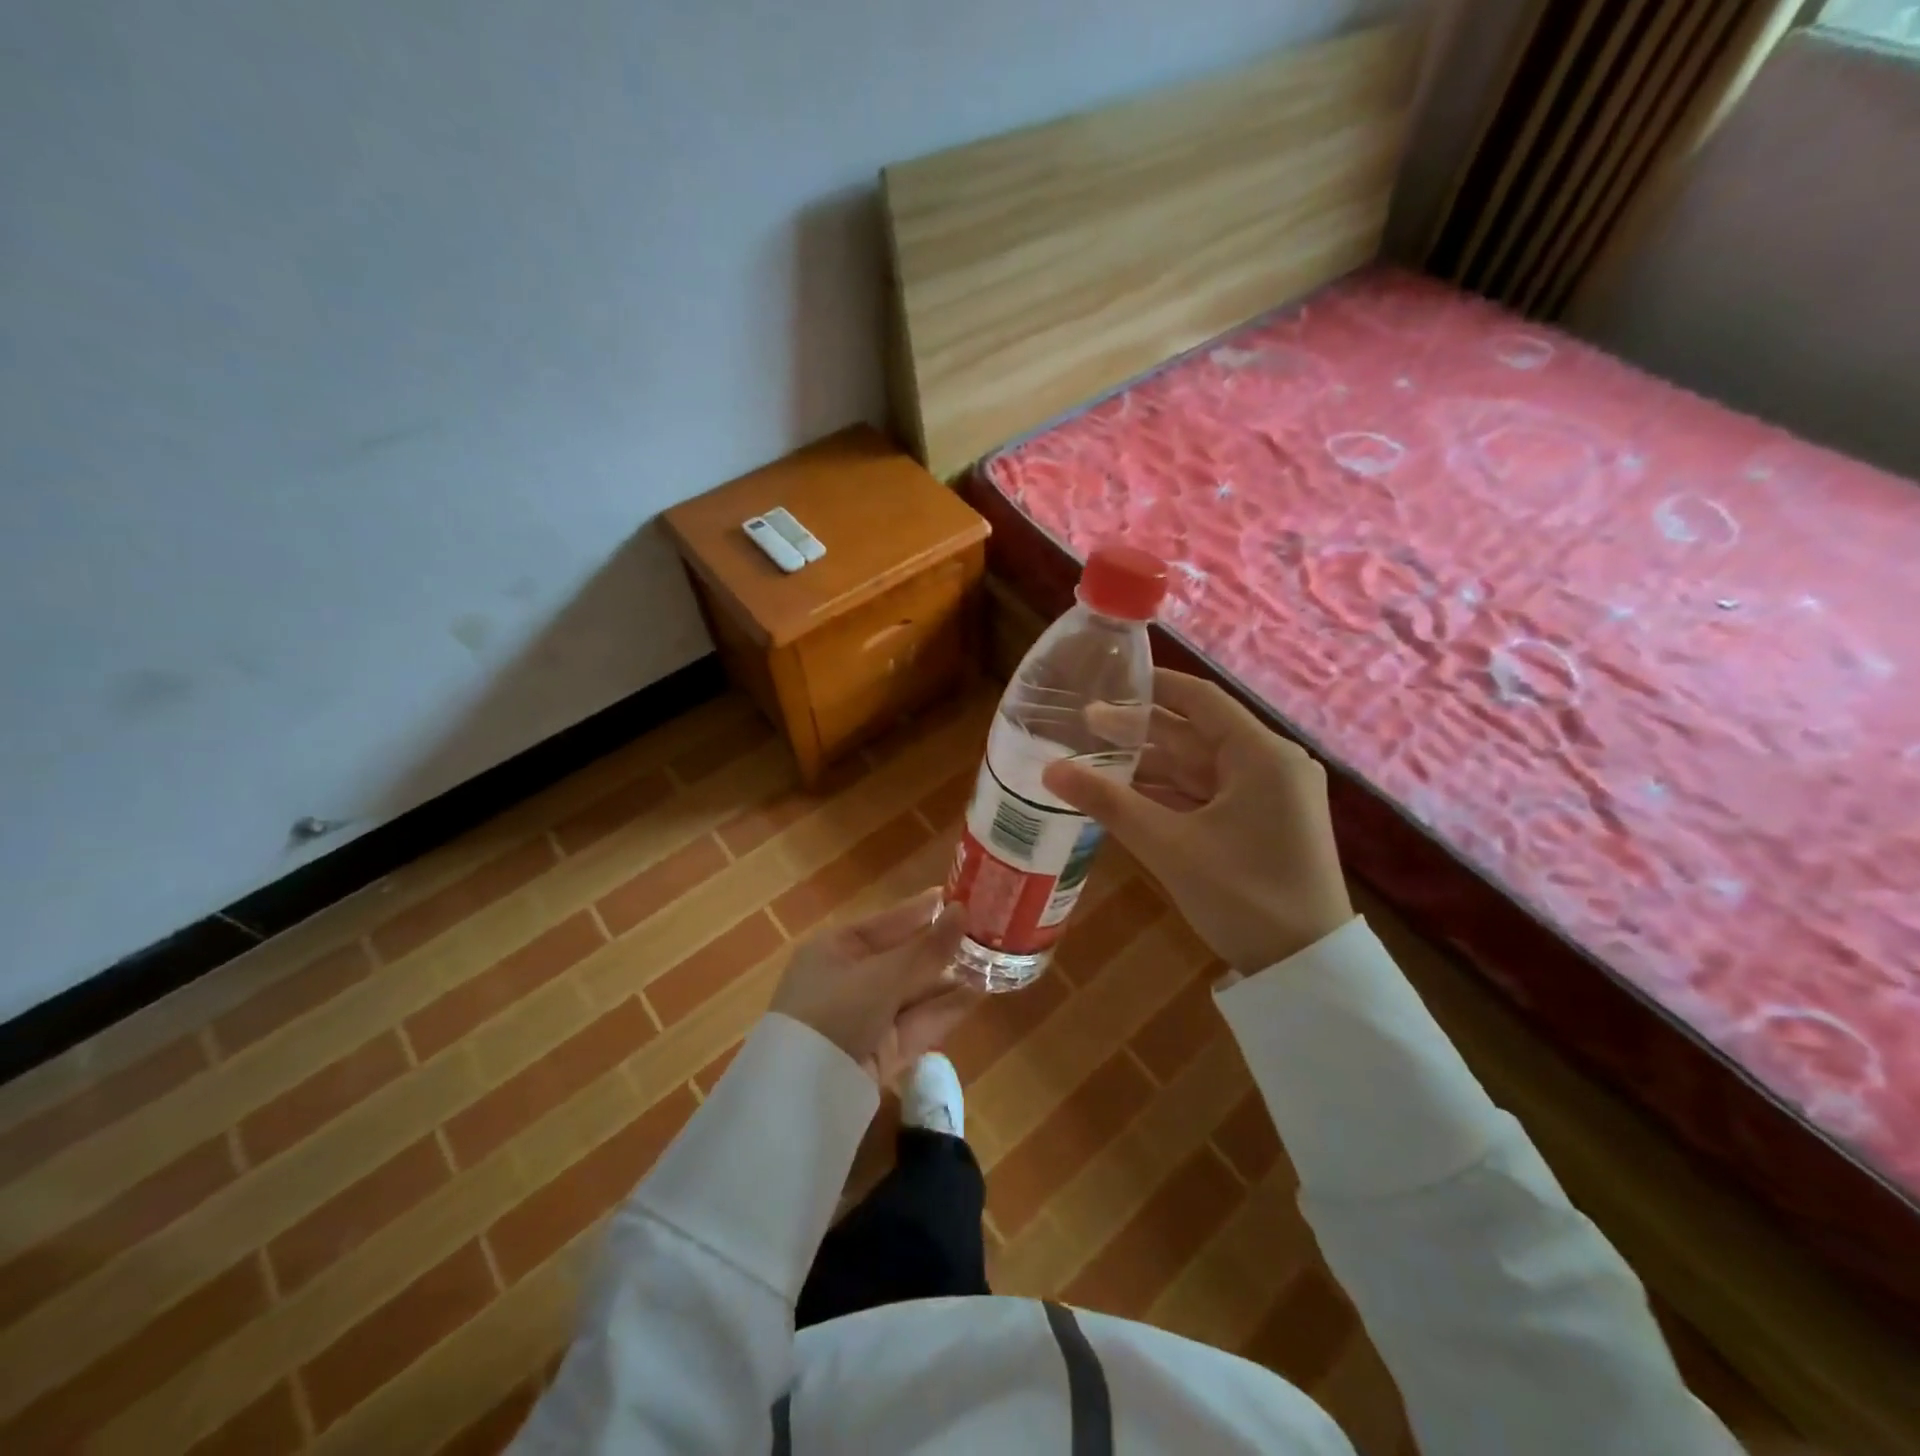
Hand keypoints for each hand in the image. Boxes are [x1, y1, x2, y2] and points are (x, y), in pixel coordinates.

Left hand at [771, 888, 979, 1086]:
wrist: (803, 1094)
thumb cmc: (835, 1011)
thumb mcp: (881, 975)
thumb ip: (926, 949)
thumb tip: (962, 911)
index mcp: (837, 948)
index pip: (889, 921)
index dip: (925, 909)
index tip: (961, 895)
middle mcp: (852, 978)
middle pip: (906, 956)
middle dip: (945, 946)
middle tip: (990, 928)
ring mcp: (869, 1017)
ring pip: (917, 990)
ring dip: (953, 977)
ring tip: (996, 959)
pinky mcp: (886, 1051)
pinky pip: (921, 1022)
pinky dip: (949, 1008)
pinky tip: (982, 992)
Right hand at [1043, 669, 1352, 972]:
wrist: (1305, 969)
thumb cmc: (1243, 895)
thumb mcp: (1170, 846)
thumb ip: (1109, 803)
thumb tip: (1050, 771)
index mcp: (1261, 755)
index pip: (1201, 700)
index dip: (1152, 687)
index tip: (1107, 681)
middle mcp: (1272, 765)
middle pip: (1197, 734)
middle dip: (1141, 731)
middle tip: (1084, 724)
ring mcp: (1271, 796)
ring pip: (1202, 767)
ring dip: (1153, 766)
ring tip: (1096, 758)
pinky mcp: (1265, 823)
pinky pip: (1211, 795)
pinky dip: (1173, 794)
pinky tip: (1130, 795)